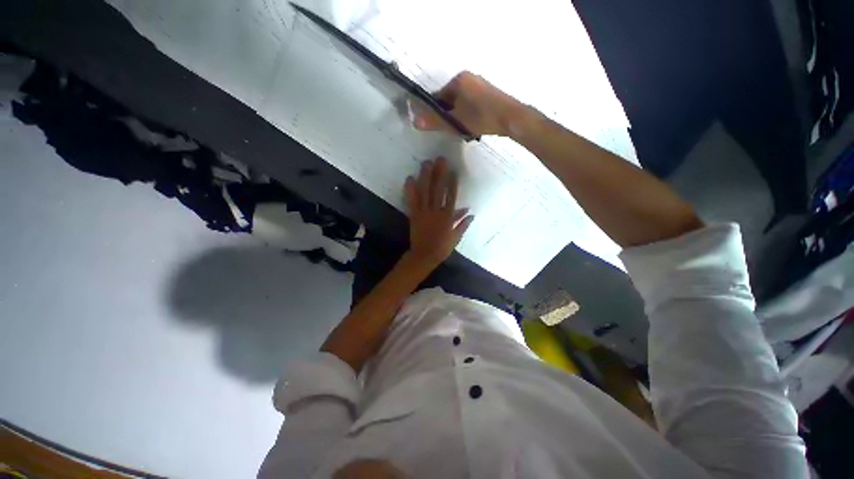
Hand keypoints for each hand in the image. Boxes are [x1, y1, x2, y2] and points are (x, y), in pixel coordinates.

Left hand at [404, 157, 473, 266]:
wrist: (424, 256)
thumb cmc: (442, 248)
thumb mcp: (456, 237)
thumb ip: (463, 224)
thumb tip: (471, 212)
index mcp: (448, 217)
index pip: (451, 196)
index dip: (452, 183)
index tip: (453, 171)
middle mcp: (436, 211)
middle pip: (438, 190)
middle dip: (439, 174)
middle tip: (440, 159)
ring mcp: (424, 212)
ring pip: (425, 192)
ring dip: (425, 177)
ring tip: (426, 163)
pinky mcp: (414, 215)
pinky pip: (412, 201)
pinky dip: (410, 190)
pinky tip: (409, 178)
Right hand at [414, 71, 525, 137]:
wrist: (511, 118)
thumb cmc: (481, 117)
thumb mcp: (455, 121)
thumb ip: (435, 121)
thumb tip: (414, 121)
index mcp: (458, 80)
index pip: (438, 96)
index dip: (435, 112)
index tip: (439, 126)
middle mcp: (468, 78)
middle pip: (450, 100)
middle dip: (449, 116)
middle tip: (454, 130)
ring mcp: (480, 84)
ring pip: (461, 103)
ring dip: (459, 117)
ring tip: (465, 130)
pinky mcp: (488, 93)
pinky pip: (471, 104)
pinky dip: (469, 115)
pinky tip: (474, 125)